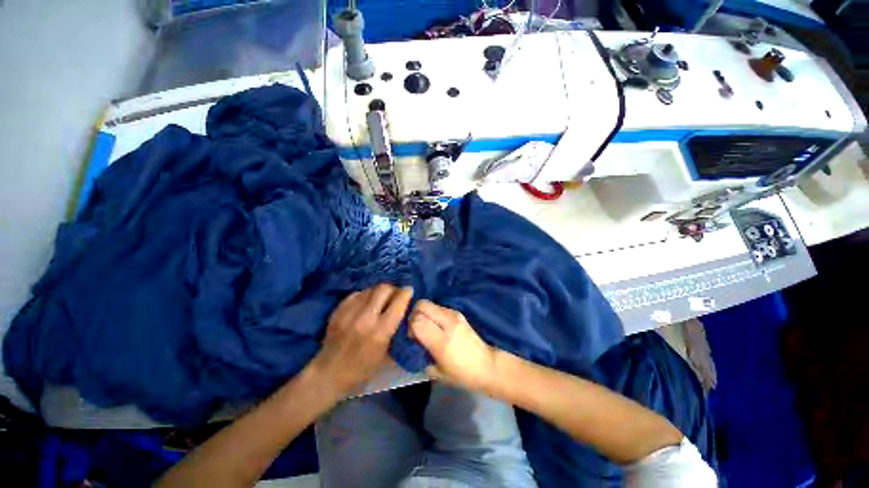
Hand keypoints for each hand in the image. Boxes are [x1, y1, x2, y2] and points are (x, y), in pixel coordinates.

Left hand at [311, 284, 411, 395]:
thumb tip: (406, 313)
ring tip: (381, 298)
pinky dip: (365, 295)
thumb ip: (397, 331)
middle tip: (396, 293)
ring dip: (379, 291)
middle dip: (393, 289)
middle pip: (383, 289)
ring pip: (370, 289)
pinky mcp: (339, 310)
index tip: (409, 290)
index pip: (398, 302)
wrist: (329, 373)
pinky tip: (366, 303)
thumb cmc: (363, 369)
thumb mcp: (387, 354)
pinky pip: (357, 294)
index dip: (406, 293)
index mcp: (380, 331)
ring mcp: (350, 312)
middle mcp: (365, 317)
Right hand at [409, 301, 498, 392]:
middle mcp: (448, 323)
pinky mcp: (458, 313)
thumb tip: (411, 343)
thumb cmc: (462, 375)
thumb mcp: (436, 372)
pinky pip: (439, 308)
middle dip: (415, 314)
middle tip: (417, 329)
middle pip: (422, 305)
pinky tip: (437, 327)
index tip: (412, 337)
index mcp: (442, 341)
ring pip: (430, 304)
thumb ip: (421, 355)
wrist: (487, 365)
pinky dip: (433, 314)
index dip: (410, 326)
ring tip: (428, 328)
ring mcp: (455, 315)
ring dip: (424, 313)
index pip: (417, 320)